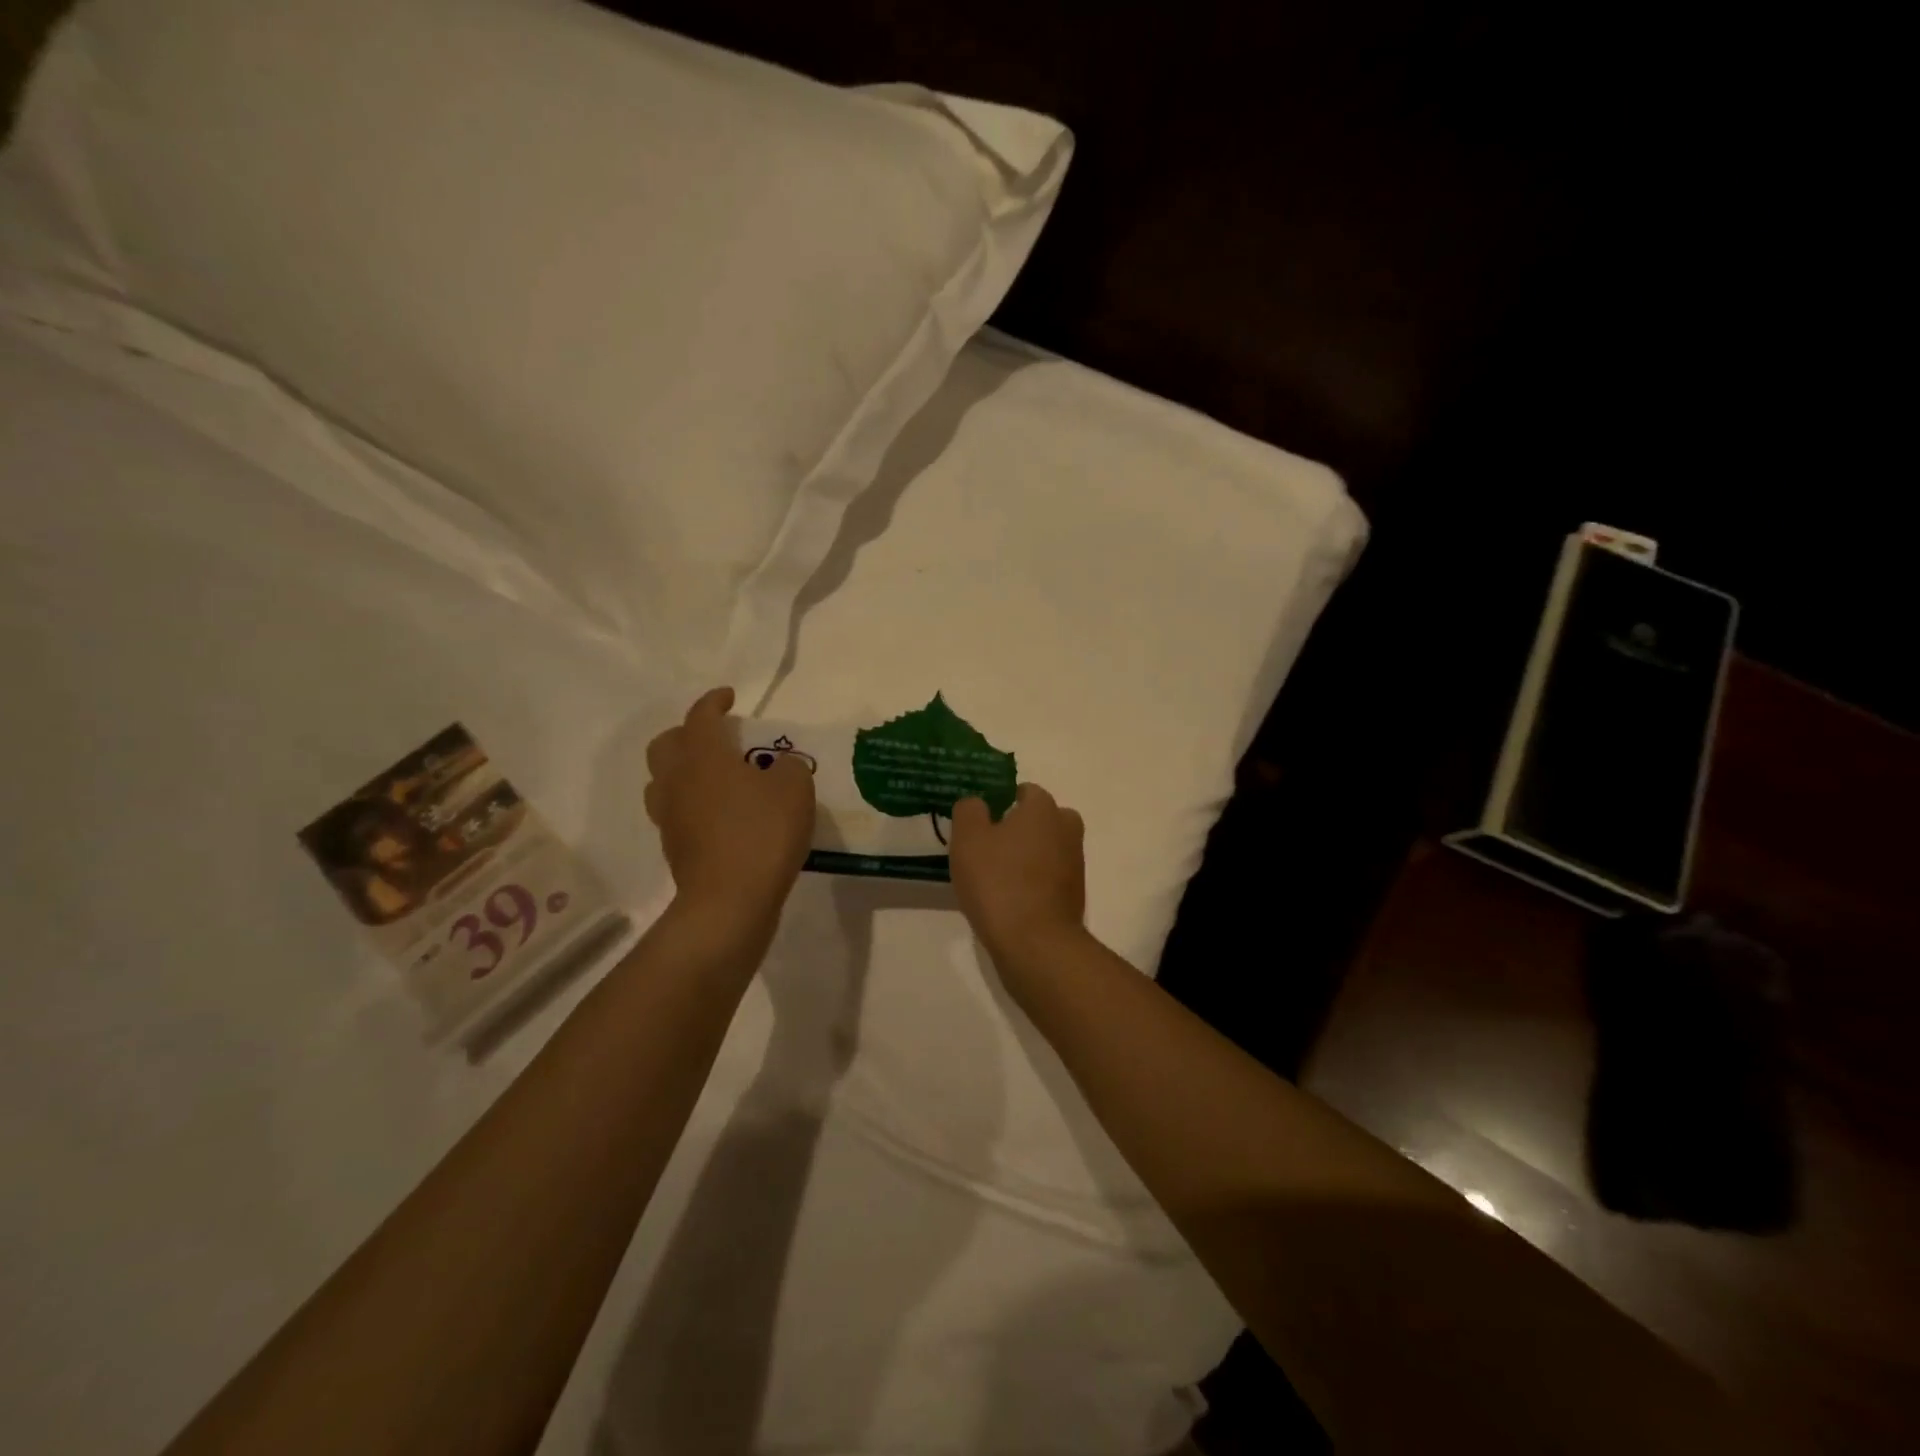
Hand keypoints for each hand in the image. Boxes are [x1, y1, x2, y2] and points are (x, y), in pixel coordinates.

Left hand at [644, 687, 814, 926]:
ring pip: (663, 780)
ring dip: (684, 770)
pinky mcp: (674, 847)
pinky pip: (676, 811)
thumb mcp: (795, 788)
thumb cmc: (762, 833)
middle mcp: (677, 779)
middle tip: (717, 738)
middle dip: (687, 733)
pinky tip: (720, 813)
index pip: (700, 716)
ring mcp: (670, 816)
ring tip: (715, 777)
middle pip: (666, 744)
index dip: (714, 702)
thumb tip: (776, 768)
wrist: (730, 900)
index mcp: (703, 755)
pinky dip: (692, 803)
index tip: (729, 697)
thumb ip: (787, 766)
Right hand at [948, 783, 1087, 976]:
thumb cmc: (998, 882)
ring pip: (1048, 848)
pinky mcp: (1075, 895)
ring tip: (996, 876)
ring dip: (1028, 856)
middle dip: (1021, 828)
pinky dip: (1035, 882)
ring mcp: (1075, 864)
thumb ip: (969, 810)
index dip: (1002, 801)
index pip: (1025, 791)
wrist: (1035, 943)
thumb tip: (978, 803)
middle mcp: (1066, 829)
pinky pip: (1050, 877)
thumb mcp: (968, 838)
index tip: (982, 821)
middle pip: (1042, 819)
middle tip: (990, 846)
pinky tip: (1011, 899)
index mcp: (1043, 809)